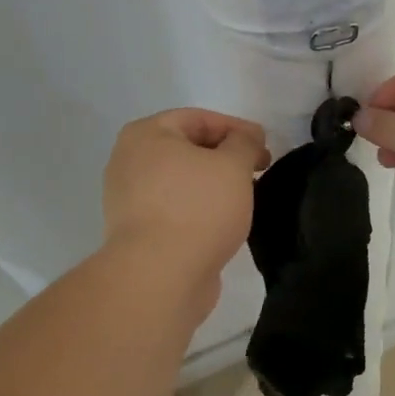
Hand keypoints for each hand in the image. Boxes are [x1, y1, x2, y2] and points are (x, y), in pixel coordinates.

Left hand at [103, 109, 269, 306]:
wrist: (160, 277)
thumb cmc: (197, 208)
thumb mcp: (233, 165)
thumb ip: (244, 142)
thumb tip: (246, 137)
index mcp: (145, 135)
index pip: (198, 118)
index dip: (236, 128)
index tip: (265, 145)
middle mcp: (129, 161)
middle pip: (188, 149)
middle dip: (226, 156)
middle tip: (259, 170)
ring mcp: (129, 199)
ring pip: (182, 181)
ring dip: (214, 184)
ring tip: (246, 196)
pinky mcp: (138, 232)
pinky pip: (176, 209)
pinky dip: (200, 209)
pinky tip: (225, 221)